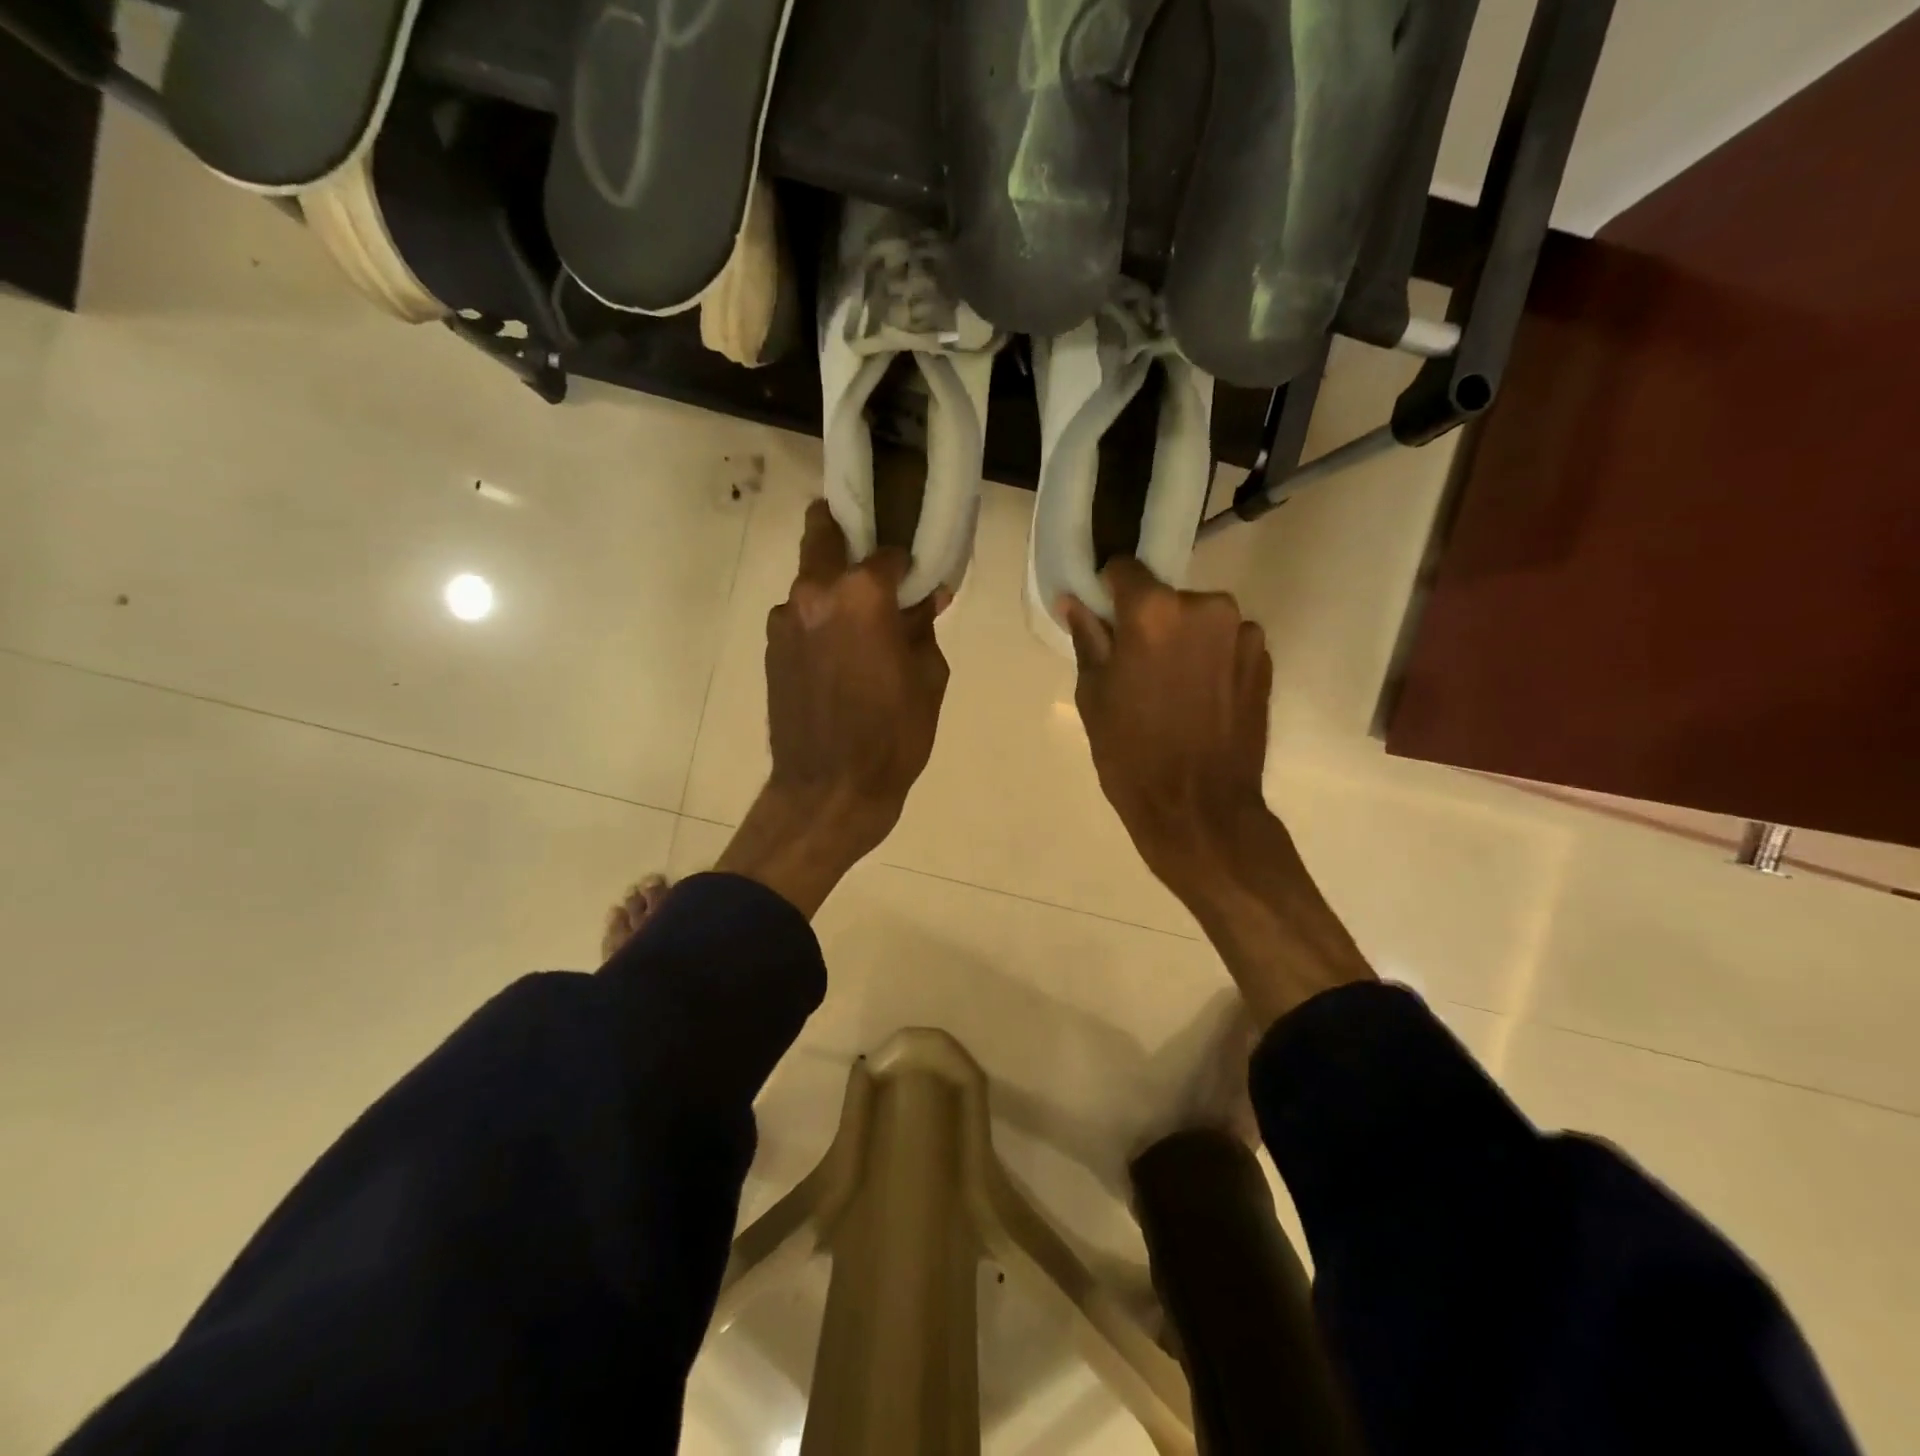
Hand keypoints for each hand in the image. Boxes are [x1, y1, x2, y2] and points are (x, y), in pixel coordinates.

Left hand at [717, 501, 949, 915]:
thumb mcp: (928, 679)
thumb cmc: (892, 737)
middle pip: (822, 533)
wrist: (829, 791)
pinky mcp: (771, 648)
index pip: (887, 553)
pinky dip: (818, 621)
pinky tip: (837, 656)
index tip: (918, 579)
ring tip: (857, 626)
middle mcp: (814, 593)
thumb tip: (925, 597)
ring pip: (809, 580)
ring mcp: (784, 620)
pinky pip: (799, 617)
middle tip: (870, 556)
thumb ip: (922, 627)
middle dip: (844, 530)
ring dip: (832, 588)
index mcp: (861, 595)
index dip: (907, 564)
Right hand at [1060, 558, 1272, 897]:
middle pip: (1166, 596)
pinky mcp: (1265, 659)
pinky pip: (1226, 643)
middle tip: (1138, 668)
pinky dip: (1212, 659)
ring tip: (1174, 690)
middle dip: (1151, 621)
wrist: (1200, 809)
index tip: (1105, 620)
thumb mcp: (1094, 696)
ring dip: (1185, 641)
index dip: (1110, 591)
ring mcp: (1242, 632)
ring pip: (1199, 620)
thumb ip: (1088, 638)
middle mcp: (1206, 607)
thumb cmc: (1132, 755)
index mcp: (1154, 611)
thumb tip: (1074, 601)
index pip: (1124, 568)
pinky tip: (1201, 700)